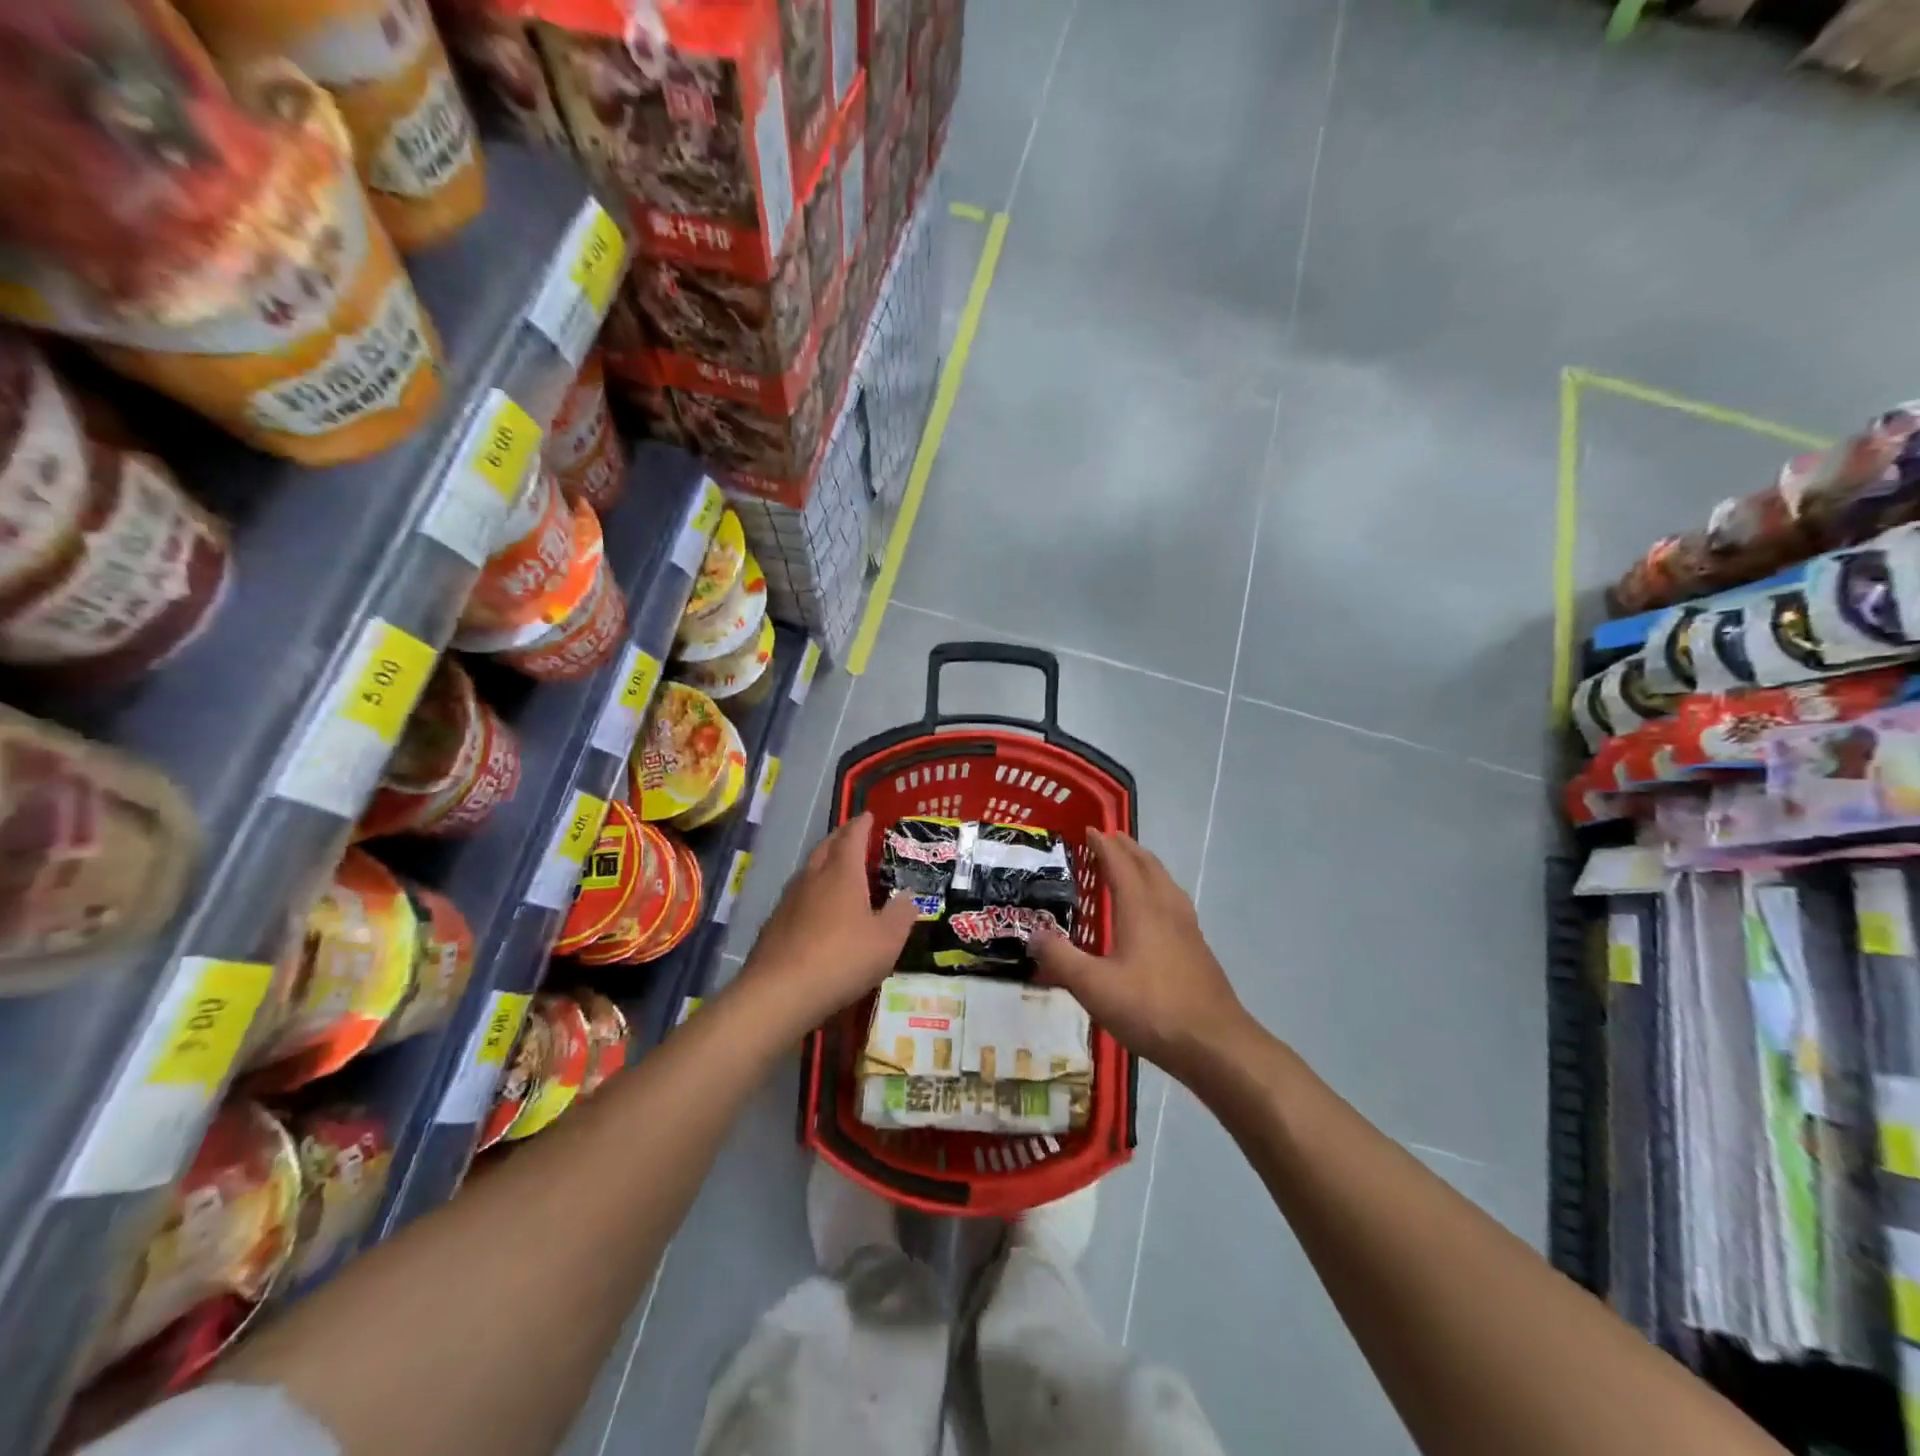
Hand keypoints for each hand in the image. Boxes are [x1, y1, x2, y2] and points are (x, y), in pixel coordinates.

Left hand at [738, 813, 917, 1032]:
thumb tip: (908, 897)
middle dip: (840, 838)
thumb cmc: (842, 958)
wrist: (779, 992)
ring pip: (808, 872)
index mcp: (842, 873)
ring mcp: (788, 901)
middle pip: (826, 848)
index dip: (861, 825)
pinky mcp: (774, 925)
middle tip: (853, 837)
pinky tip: (817, 911)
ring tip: (837, 871)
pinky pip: (798, 897)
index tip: (867, 816)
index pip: (852, 837)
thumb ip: (901, 915)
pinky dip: (812, 893)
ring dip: (824, 864)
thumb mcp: (887, 940)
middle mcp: (812, 878)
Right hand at [1032, 829, 1254, 1087]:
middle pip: (1147, 865)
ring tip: (1131, 866)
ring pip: (1165, 882)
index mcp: (1141, 907)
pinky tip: (1155, 913)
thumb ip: (1061, 958)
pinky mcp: (1198, 948)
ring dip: (1146, 866)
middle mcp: (1166, 908)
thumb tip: (1034, 934)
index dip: (1104, 844)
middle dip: (1127, 848)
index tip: (1089, 830)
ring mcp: (1187, 928)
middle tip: (1108, 840)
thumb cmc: (1151, 1008)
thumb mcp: (1094, 986)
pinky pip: (1174, 902)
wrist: (1215, 1044)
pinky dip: (1158, 890)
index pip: (1120, 862)